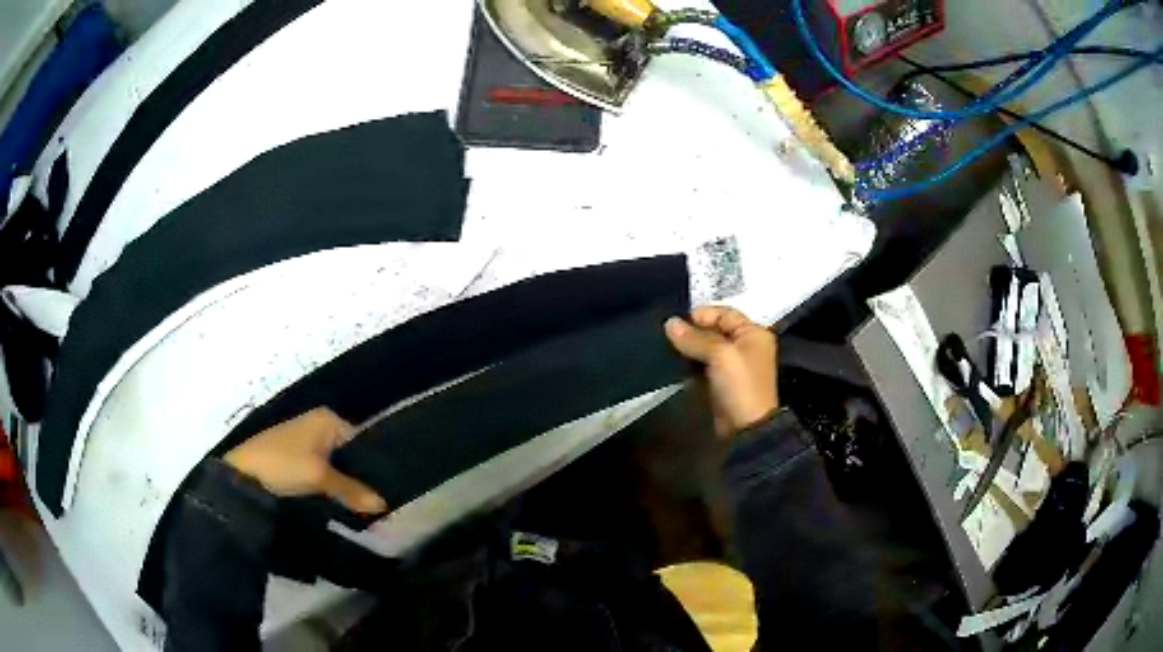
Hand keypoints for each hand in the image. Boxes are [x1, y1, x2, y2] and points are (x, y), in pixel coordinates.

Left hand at [224, 408, 387, 513]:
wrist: (243, 475)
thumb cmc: (284, 465)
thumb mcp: (321, 477)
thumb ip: (353, 490)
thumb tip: (384, 504)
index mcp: (328, 419)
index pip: (363, 441)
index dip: (374, 467)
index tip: (385, 493)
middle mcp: (319, 425)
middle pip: (350, 454)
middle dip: (360, 478)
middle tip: (374, 504)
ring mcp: (306, 441)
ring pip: (337, 465)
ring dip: (346, 485)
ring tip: (361, 508)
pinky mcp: (296, 458)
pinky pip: (324, 471)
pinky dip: (331, 486)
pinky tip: (339, 504)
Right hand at [665, 307, 778, 437]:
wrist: (746, 428)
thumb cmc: (739, 385)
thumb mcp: (719, 355)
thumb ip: (694, 338)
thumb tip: (669, 323)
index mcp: (753, 333)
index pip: (724, 313)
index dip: (701, 314)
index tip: (676, 321)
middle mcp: (746, 345)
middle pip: (715, 329)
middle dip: (693, 331)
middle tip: (667, 334)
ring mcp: (734, 365)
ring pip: (708, 347)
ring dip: (690, 347)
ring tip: (668, 347)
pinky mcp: (722, 381)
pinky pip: (705, 364)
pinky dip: (691, 363)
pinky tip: (675, 363)